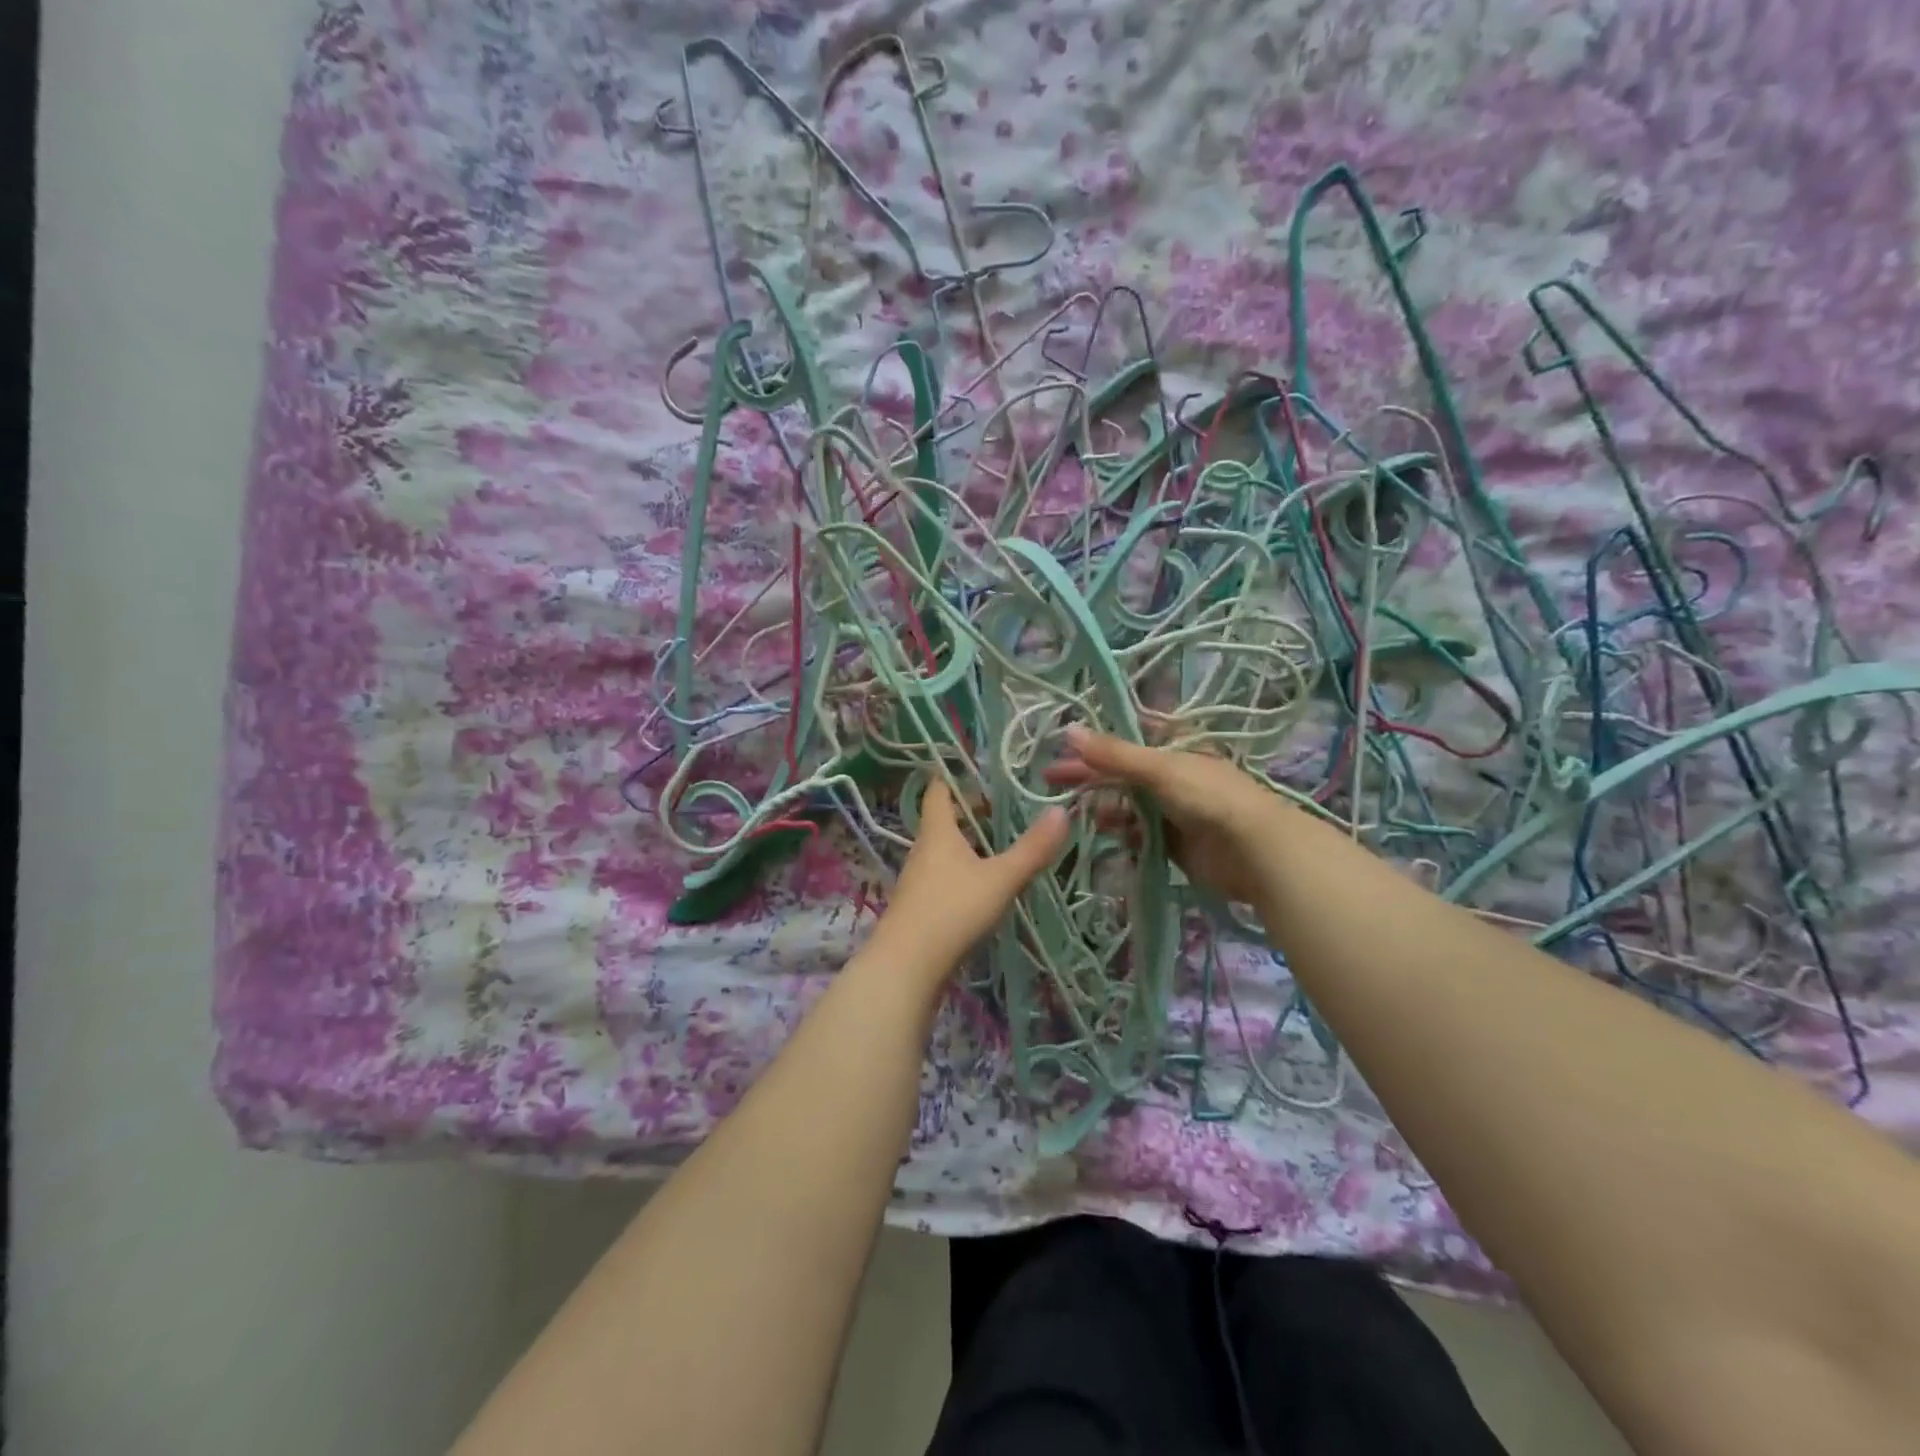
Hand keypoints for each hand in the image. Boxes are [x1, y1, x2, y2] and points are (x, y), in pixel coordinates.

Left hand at [865, 779, 1069, 980]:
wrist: (906, 966)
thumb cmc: (952, 910)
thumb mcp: (1000, 879)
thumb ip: (1032, 848)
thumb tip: (1061, 811)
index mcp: (937, 832)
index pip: (939, 791)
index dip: (954, 776)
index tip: (978, 767)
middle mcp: (923, 850)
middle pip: (945, 820)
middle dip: (972, 812)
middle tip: (1006, 807)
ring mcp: (919, 880)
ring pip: (945, 850)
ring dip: (970, 843)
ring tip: (1002, 844)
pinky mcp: (920, 907)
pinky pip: (945, 876)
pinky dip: (965, 870)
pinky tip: (985, 885)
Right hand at [1048, 727, 1286, 906]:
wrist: (1255, 852)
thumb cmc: (1209, 798)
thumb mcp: (1159, 768)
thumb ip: (1113, 754)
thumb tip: (1068, 730)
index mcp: (1175, 748)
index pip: (1127, 738)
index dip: (1095, 741)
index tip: (1062, 747)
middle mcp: (1172, 776)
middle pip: (1121, 772)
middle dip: (1088, 774)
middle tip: (1049, 780)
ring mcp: (1173, 810)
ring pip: (1126, 803)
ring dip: (1101, 804)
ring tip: (1072, 809)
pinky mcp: (1172, 842)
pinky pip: (1137, 832)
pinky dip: (1119, 831)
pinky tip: (1102, 831)